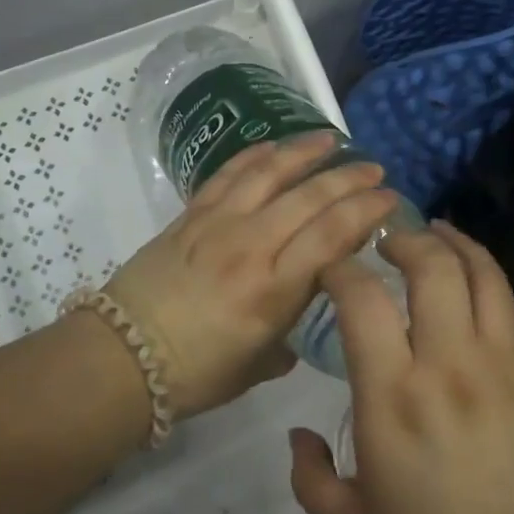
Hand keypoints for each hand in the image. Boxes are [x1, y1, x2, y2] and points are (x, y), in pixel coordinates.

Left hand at [101, 131, 398, 417]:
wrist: (123, 356)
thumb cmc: (196, 374)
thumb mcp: (258, 363)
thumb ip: (289, 331)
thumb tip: (303, 310)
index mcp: (273, 290)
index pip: (332, 234)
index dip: (366, 211)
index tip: (390, 199)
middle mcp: (251, 245)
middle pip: (309, 197)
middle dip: (348, 178)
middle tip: (374, 168)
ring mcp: (218, 223)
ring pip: (270, 173)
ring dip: (304, 152)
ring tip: (330, 139)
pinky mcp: (191, 214)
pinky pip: (228, 173)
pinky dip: (254, 156)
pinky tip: (274, 147)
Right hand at [288, 221, 513, 513]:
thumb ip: (308, 474)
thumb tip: (298, 431)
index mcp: (393, 397)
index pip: (362, 299)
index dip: (341, 269)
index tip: (332, 269)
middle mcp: (448, 364)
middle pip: (430, 265)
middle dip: (402, 239)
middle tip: (386, 241)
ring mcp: (502, 363)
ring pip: (480, 272)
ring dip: (452, 242)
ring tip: (433, 233)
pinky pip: (512, 303)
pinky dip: (486, 275)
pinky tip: (472, 276)